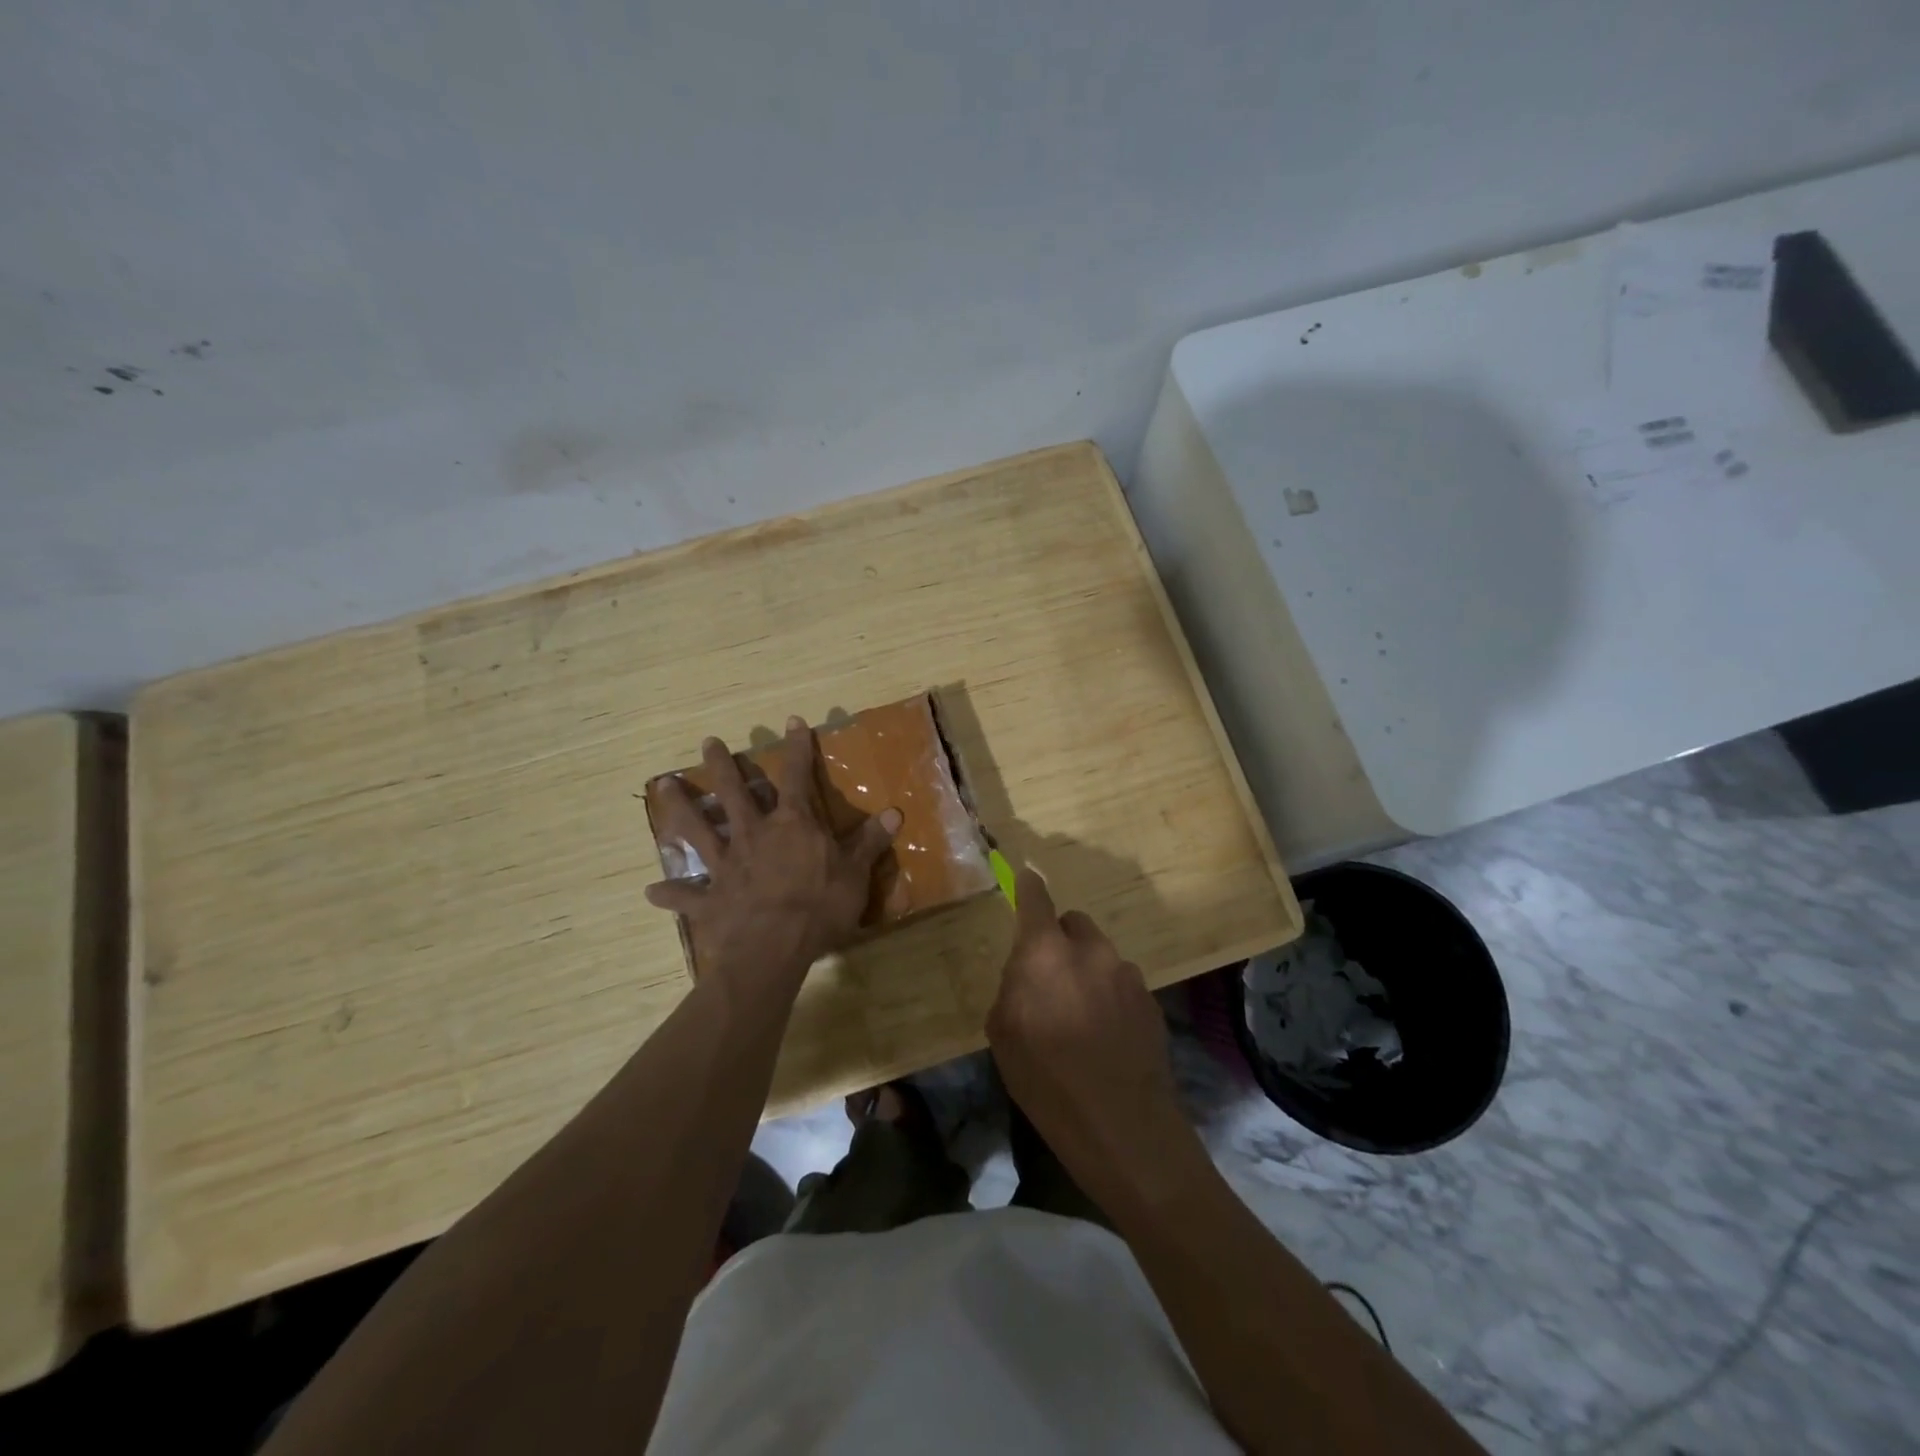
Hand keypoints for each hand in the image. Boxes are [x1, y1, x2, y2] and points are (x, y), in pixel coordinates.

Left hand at [645, 717, 900, 982]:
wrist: (773, 949)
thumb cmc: (819, 908)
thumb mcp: (855, 874)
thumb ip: (870, 842)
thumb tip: (895, 812)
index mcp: (792, 825)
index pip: (796, 776)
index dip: (797, 748)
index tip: (792, 721)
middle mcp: (754, 835)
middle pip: (734, 792)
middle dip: (722, 765)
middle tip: (708, 742)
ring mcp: (726, 864)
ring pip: (698, 828)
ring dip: (680, 807)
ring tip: (662, 785)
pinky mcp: (709, 897)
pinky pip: (685, 894)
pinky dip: (670, 894)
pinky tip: (652, 892)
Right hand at [986, 870, 1201, 1207]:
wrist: (1123, 1128)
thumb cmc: (1047, 1081)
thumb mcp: (1003, 1036)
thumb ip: (1011, 990)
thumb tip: (1025, 978)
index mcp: (1045, 953)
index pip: (1036, 899)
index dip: (1029, 885)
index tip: (1027, 874)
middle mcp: (1090, 951)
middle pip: (1073, 924)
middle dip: (1059, 941)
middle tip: (1049, 979)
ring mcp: (1127, 974)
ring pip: (1100, 956)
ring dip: (1087, 972)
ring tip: (1081, 1018)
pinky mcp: (1151, 1001)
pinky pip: (1122, 983)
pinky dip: (1110, 996)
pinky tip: (1106, 1037)